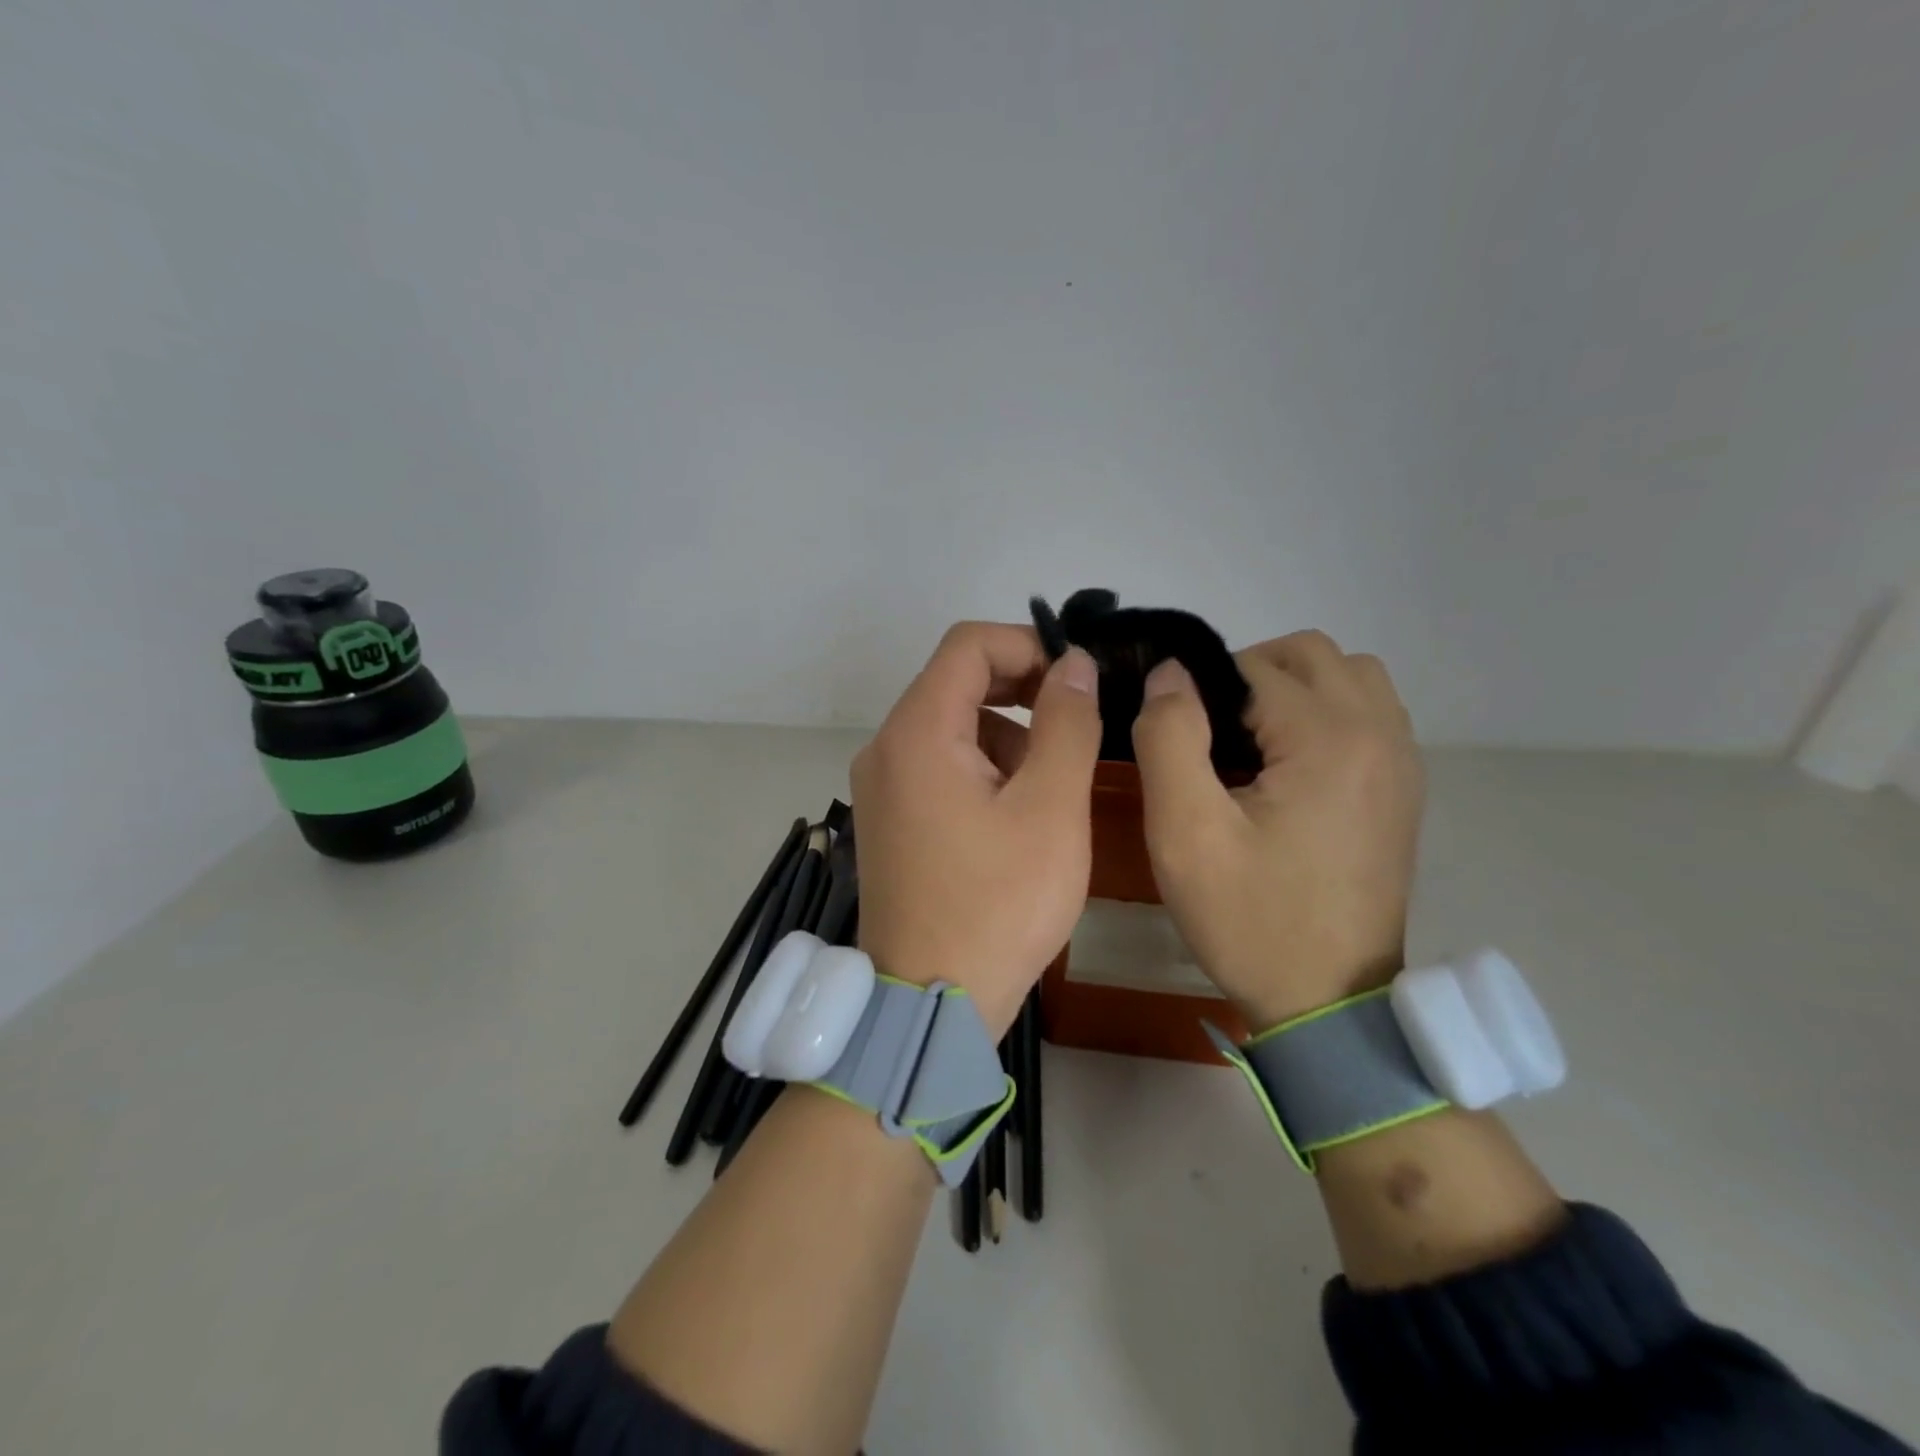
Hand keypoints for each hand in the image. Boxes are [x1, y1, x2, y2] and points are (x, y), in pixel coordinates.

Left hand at [851, 623, 1102, 1037]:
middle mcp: (886, 748)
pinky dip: (981, 766)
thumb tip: (1075, 664)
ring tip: (1051, 782)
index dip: (1029, 645)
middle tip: (1076, 721)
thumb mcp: (1050, 809)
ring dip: (1006, 732)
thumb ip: (1066, 724)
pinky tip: (1015, 812)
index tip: (1077, 680)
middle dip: (1021, 688)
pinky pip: (937, 764)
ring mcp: (881, 786)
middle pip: (955, 680)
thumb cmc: (998, 904)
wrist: (929, 1004)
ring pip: (949, 724)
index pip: (968, 644)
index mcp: (917, 733)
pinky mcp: (889, 818)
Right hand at [1131, 630, 1424, 1030]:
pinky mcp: (1403, 789)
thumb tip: (1169, 673)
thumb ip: (1170, 737)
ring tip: (1251, 743)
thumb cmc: (1250, 918)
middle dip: (1249, 674)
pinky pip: (1369, 713)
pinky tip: (1290, 767)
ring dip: (1292, 688)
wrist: (1329, 1003)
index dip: (1201, 689)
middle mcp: (1379, 734)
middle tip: (1210, 734)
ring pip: (1348, 675)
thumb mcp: (1186, 832)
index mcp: (1329, 738)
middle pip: (1310, 653)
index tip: (1175, 738)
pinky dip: (1325, 713)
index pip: (1253, 666)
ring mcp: (1401, 761)